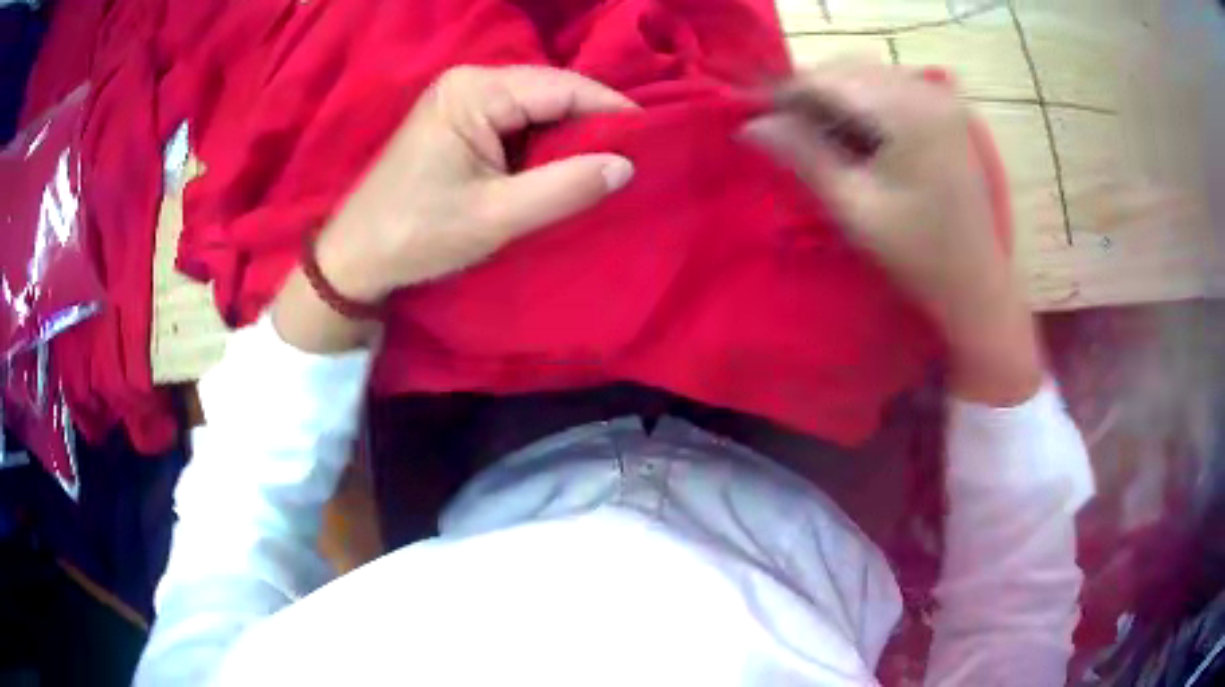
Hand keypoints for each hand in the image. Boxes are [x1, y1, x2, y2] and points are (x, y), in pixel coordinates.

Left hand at [272, 66, 637, 351]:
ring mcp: (460, 98)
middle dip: (592, 122)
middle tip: (635, 157)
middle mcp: (469, 81)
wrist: (355, 258)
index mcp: (474, 92)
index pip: (562, 88)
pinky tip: (563, 166)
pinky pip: (515, 121)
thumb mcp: (496, 217)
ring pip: (536, 106)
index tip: (654, 140)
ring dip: (570, 134)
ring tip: (607, 164)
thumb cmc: (417, 235)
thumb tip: (627, 165)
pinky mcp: (457, 120)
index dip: (612, 111)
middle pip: (550, 91)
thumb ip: (565, 187)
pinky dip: (543, 143)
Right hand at [743, 60, 1041, 404]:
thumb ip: (803, 157)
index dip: (786, 95)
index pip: (829, 79)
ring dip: (835, 98)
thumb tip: (751, 126)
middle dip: (811, 94)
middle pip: (848, 69)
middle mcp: (926, 90)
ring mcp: (940, 98)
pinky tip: (856, 136)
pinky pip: (890, 88)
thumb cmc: (918, 255)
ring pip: (866, 75)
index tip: (756, 121)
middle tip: (786, 133)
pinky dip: (863, 103)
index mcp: (907, 112)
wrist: (977, 283)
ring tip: (819, 138)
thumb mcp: (854, 208)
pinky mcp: (946, 111)